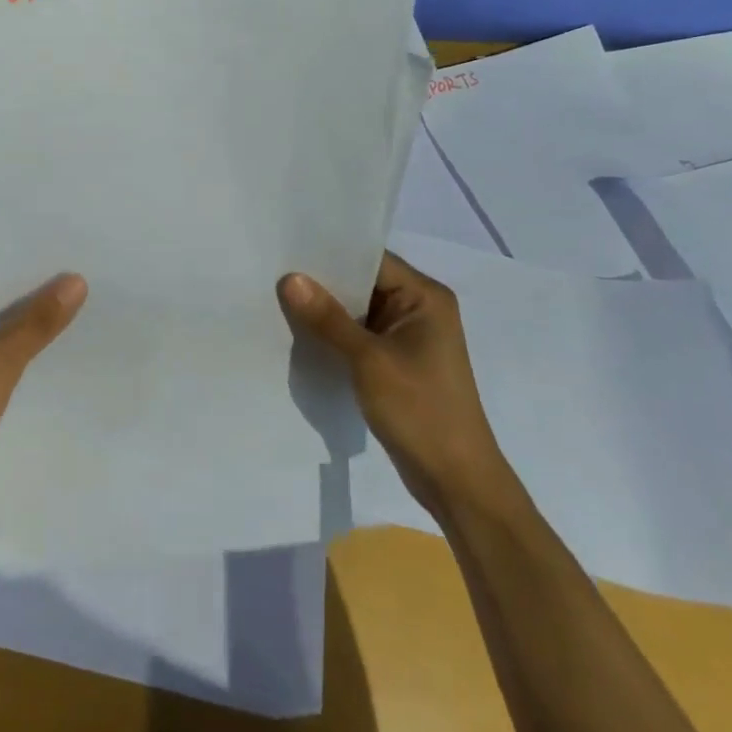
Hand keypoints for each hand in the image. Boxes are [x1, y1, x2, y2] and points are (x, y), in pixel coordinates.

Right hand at [279, 250, 508, 515]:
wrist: (456, 483)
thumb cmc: (420, 411)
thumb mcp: (368, 360)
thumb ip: (328, 318)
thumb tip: (289, 278)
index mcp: (425, 297)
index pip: (370, 259)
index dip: (329, 252)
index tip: (287, 248)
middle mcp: (419, 309)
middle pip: (362, 282)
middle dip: (322, 282)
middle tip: (274, 272)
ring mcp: (408, 337)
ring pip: (357, 310)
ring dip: (325, 310)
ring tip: (278, 299)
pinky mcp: (397, 362)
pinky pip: (359, 335)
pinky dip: (334, 334)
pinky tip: (300, 333)